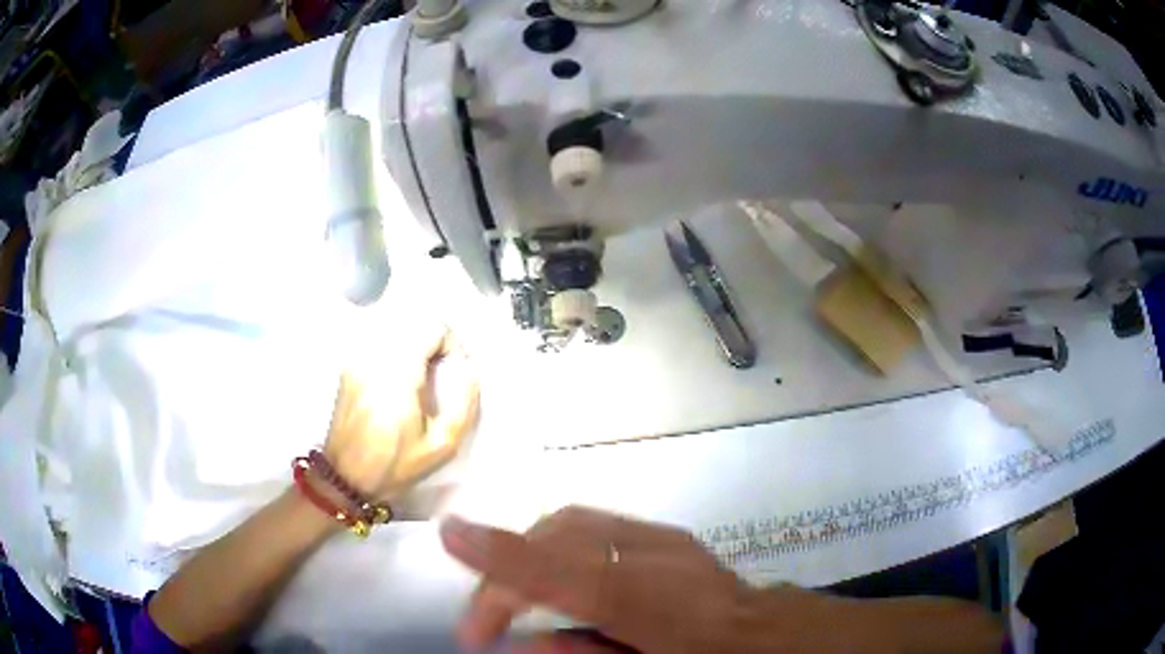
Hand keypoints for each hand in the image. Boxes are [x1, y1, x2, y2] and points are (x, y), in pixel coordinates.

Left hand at [325, 327, 479, 502]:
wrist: (345, 477)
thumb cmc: (396, 465)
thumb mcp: (442, 446)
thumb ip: (464, 405)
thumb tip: (470, 372)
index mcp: (399, 374)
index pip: (432, 327)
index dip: (452, 343)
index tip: (456, 370)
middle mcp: (375, 357)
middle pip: (414, 323)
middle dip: (435, 342)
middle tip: (442, 373)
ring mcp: (358, 359)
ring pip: (396, 329)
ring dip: (416, 344)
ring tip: (421, 377)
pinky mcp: (349, 366)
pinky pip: (379, 342)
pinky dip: (396, 351)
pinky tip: (398, 382)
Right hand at [440, 506, 774, 653]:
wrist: (764, 634)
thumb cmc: (701, 653)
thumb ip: (579, 651)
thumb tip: (518, 642)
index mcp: (665, 607)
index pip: (579, 579)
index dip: (512, 557)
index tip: (450, 533)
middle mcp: (665, 560)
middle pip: (565, 540)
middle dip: (508, 569)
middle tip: (480, 618)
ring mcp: (666, 541)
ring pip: (574, 526)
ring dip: (527, 554)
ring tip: (504, 595)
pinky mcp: (665, 534)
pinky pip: (591, 527)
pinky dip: (554, 544)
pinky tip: (545, 572)